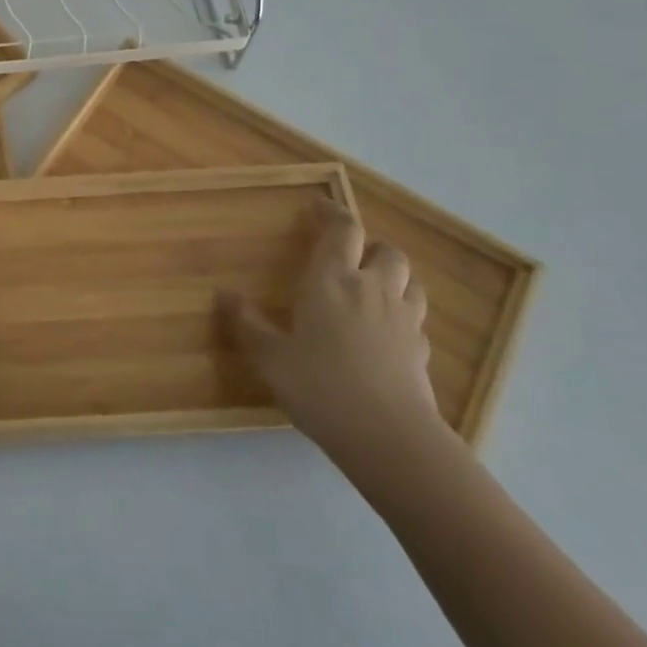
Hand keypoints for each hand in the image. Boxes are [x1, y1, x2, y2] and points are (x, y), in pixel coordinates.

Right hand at [218, 202, 442, 469]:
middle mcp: (372, 290)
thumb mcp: (270, 358)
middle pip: (387, 251)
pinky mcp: (422, 353)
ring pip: (410, 282)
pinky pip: (416, 322)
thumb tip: (224, 295)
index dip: (332, 213)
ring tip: (372, 289)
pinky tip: (387, 336)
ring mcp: (404, 321)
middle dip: (370, 246)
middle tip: (350, 256)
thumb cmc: (321, 387)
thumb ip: (247, 324)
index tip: (318, 206)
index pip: (342, 230)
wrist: (390, 439)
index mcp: (333, 280)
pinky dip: (403, 318)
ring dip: (393, 278)